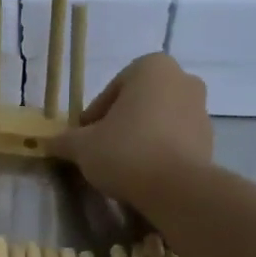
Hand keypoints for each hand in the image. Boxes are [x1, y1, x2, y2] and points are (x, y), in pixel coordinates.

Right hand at [50, 53, 213, 208]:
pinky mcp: (209, 139)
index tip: (84, 141)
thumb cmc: (126, 152)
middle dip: (120, 125)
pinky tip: (145, 176)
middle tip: (101, 153)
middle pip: (137, 104)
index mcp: (151, 67)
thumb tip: (46, 142)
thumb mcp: (82, 147)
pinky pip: (175, 142)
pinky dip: (160, 153)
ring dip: (141, 139)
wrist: (176, 189)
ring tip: (123, 168)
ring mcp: (201, 109)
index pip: (111, 91)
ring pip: (158, 122)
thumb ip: (64, 141)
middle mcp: (182, 79)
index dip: (93, 118)